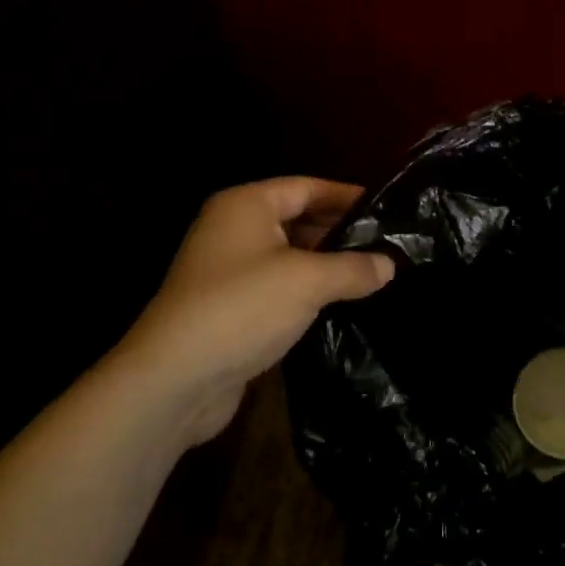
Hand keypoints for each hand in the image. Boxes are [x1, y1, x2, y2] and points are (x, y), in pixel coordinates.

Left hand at [119, 177, 395, 445]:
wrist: (175, 379)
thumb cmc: (243, 307)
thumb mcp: (308, 281)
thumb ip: (353, 268)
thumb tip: (389, 265)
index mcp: (246, 205)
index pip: (306, 187)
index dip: (346, 195)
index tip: (385, 209)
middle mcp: (233, 229)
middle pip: (297, 219)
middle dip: (339, 232)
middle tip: (385, 245)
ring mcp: (228, 270)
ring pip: (288, 256)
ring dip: (325, 265)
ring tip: (372, 274)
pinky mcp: (229, 308)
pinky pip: (277, 287)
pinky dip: (306, 292)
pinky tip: (339, 304)